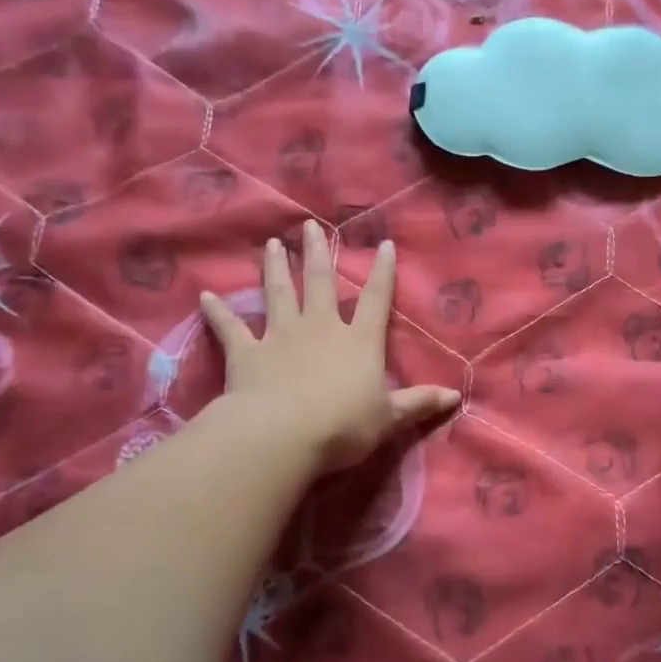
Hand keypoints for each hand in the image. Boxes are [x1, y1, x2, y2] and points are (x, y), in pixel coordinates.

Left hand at [200, 220, 459, 474]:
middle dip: (317, 253)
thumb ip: (419, 403)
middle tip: (310, 227)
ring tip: (272, 245)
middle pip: (319, 283)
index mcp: (358, 341)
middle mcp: (320, 328)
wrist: (283, 435)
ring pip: (278, 293)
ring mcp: (280, 336)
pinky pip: (230, 328)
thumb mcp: (389, 418)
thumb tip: (455, 397)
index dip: (382, 273)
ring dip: (275, 268)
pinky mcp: (247, 353)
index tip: (383, 245)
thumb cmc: (344, 425)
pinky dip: (218, 312)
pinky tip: (204, 296)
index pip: (375, 299)